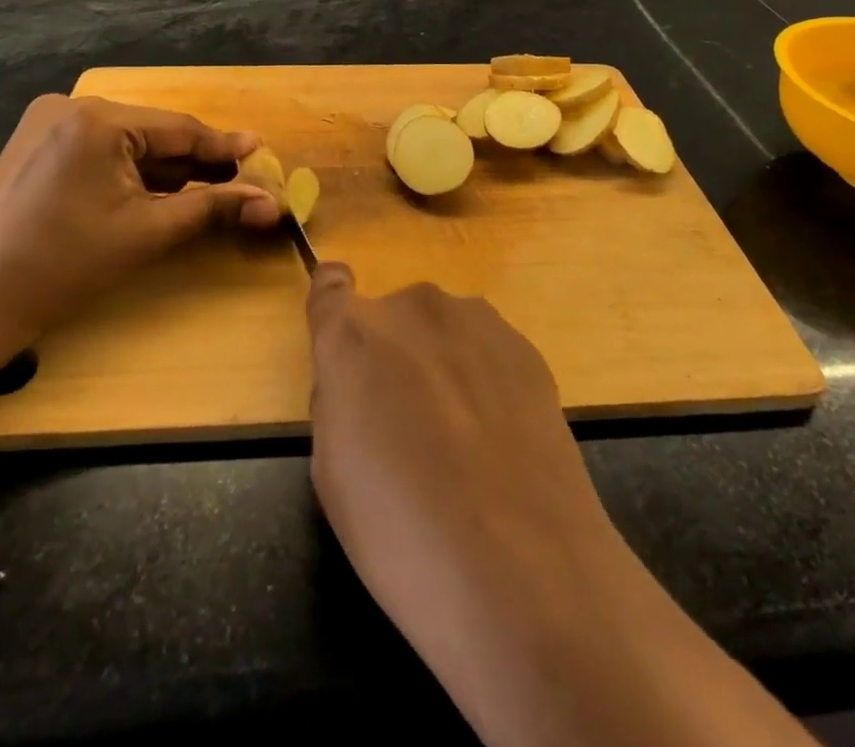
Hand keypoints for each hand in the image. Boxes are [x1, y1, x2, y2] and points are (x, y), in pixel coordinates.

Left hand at [0, 95, 280, 357]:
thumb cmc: (63, 267)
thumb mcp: (148, 233)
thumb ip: (213, 207)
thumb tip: (272, 203)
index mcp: (98, 119)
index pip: (180, 130)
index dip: (225, 147)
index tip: (262, 153)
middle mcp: (72, 107)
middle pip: (155, 134)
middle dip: (195, 162)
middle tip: (238, 182)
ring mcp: (48, 124)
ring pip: (129, 143)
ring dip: (165, 169)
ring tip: (206, 191)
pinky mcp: (36, 146)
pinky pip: (102, 151)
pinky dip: (132, 172)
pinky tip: (156, 194)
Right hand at [305, 266, 622, 691]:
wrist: (523, 569)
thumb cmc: (402, 533)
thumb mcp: (332, 473)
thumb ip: (337, 399)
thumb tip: (357, 380)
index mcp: (353, 335)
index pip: (329, 286)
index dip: (333, 305)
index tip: (343, 337)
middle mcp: (413, 308)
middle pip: (392, 318)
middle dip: (394, 356)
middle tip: (410, 426)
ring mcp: (476, 320)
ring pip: (442, 331)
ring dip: (442, 363)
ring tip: (463, 439)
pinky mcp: (524, 344)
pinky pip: (486, 350)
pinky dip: (484, 378)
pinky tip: (500, 440)